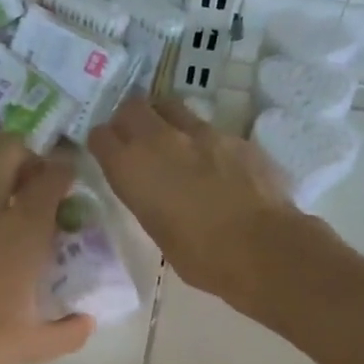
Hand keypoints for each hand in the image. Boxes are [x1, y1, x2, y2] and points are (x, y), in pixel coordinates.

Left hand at [0, 138, 94, 363]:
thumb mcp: (31, 347)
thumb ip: (68, 332)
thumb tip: (87, 322)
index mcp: (21, 232)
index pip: (50, 177)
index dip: (65, 170)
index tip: (71, 181)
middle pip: (8, 149)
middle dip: (28, 155)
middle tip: (36, 184)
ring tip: (7, 203)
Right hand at [88, 97, 310, 313]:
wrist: (262, 247)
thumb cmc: (201, 256)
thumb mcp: (158, 230)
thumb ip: (148, 198)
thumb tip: (154, 189)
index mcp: (133, 168)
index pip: (101, 136)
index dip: (104, 144)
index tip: (109, 154)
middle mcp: (161, 140)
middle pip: (133, 107)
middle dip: (131, 119)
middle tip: (138, 140)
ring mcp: (202, 133)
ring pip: (172, 108)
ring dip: (167, 122)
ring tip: (176, 147)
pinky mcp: (235, 137)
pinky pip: (210, 130)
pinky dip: (205, 143)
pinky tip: (217, 168)